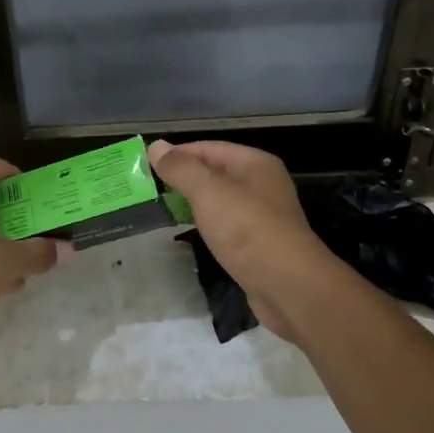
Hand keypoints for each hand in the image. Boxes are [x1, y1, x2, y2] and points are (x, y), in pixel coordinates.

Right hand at [148, 139, 329, 339]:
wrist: (288, 285)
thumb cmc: (247, 230)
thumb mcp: (208, 193)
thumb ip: (181, 169)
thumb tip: (156, 147)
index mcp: (255, 164)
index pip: (209, 148)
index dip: (177, 154)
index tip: (146, 167)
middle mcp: (262, 184)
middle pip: (216, 172)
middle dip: (183, 178)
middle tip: (149, 188)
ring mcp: (263, 215)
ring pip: (221, 200)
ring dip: (193, 202)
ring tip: (162, 208)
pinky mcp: (259, 243)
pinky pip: (227, 224)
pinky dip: (206, 224)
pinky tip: (190, 232)